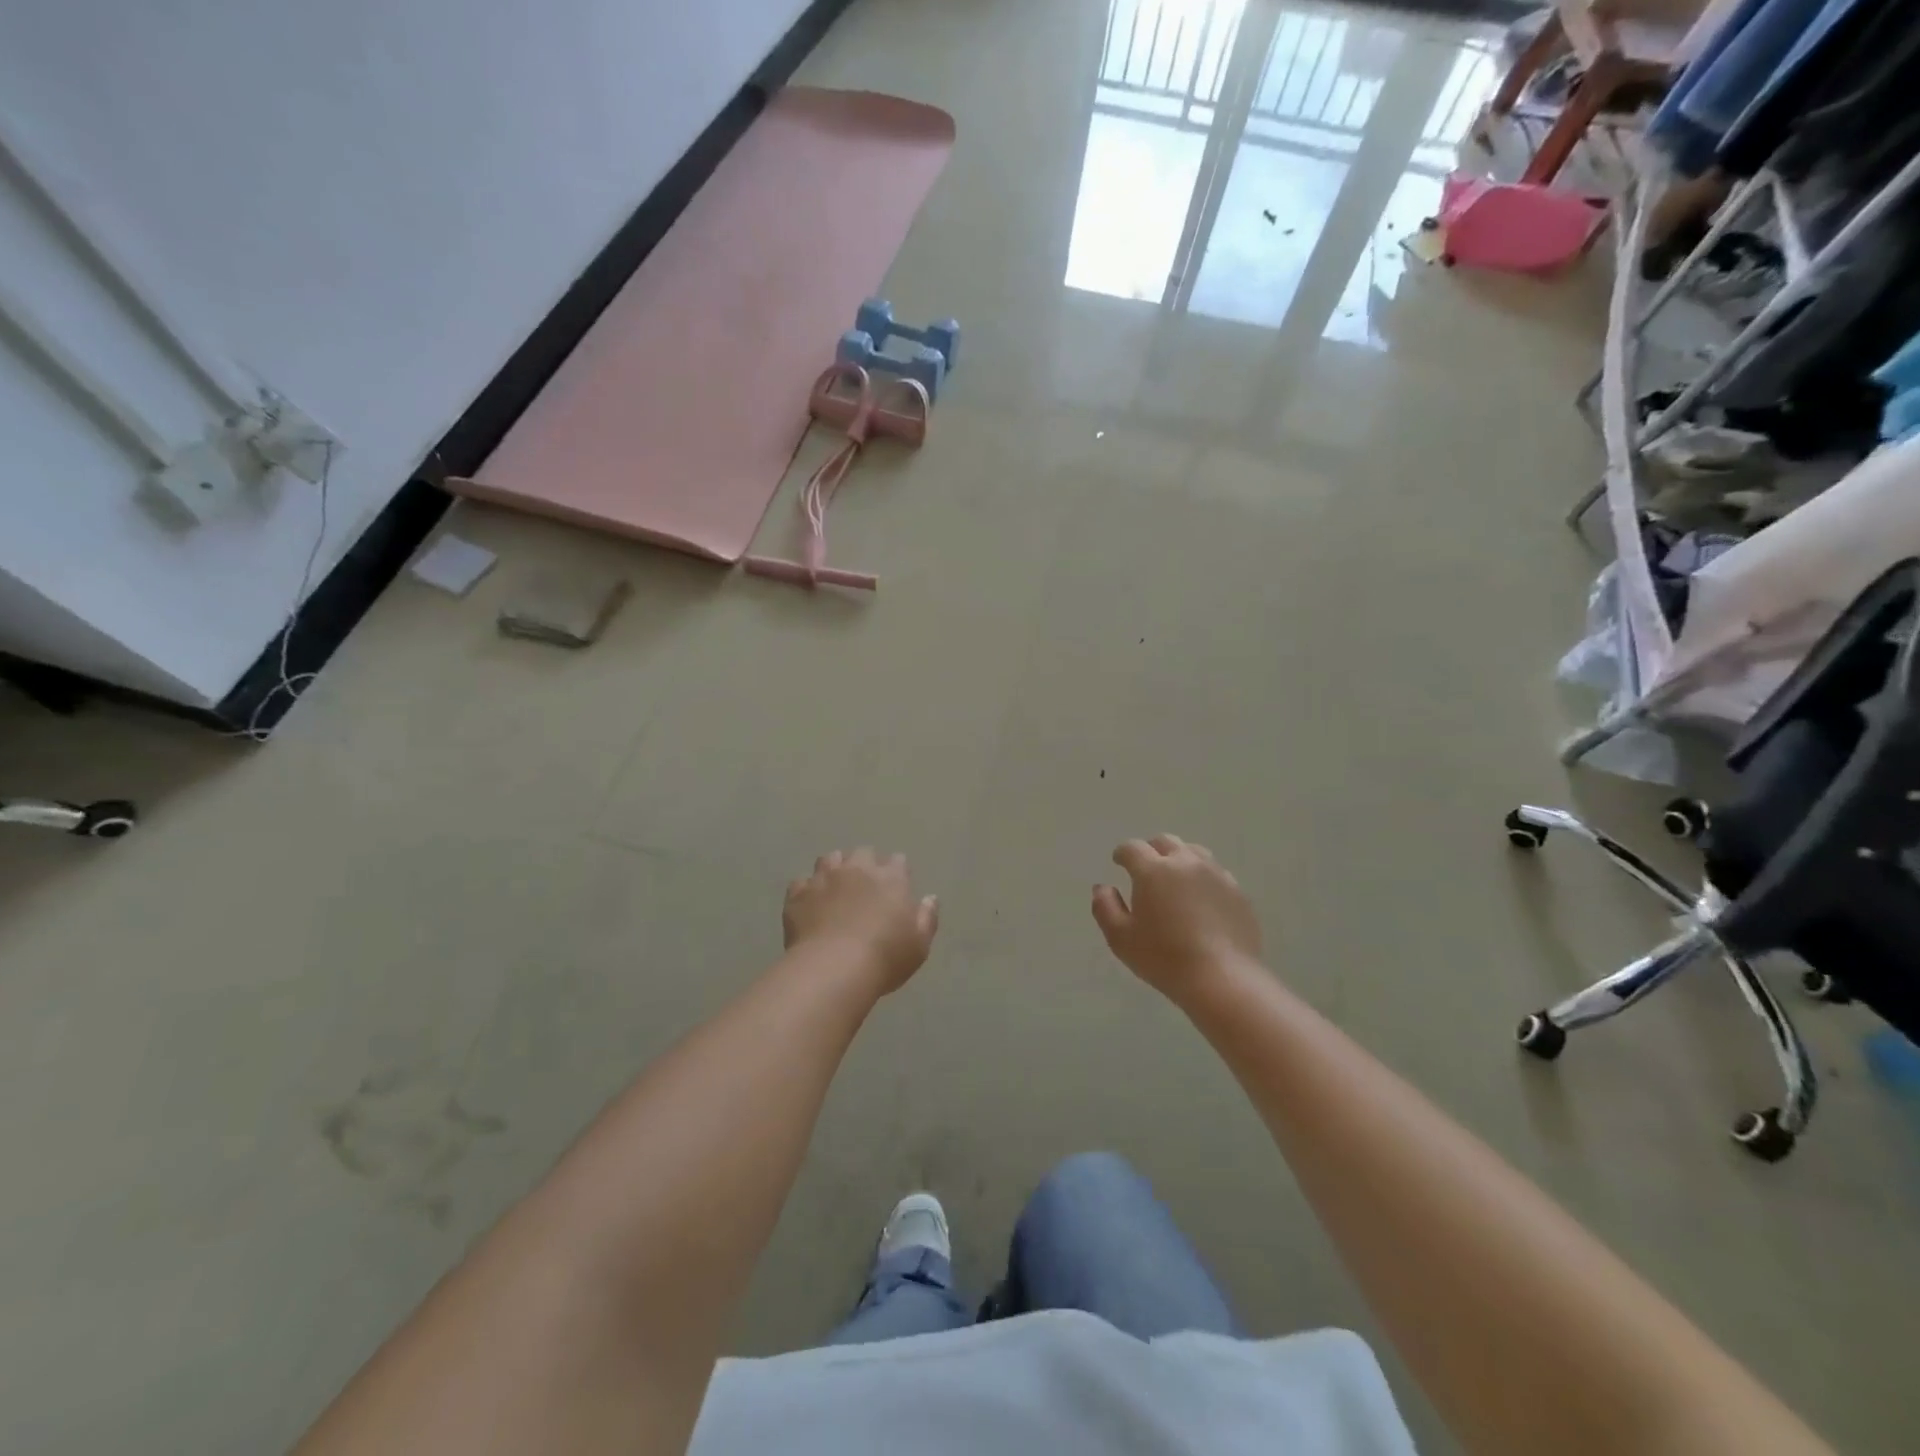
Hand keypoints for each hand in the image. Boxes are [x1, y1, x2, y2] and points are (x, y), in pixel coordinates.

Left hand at [784, 849, 939, 995]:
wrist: (834, 968)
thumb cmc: (885, 957)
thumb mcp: (919, 944)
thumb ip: (927, 917)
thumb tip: (930, 898)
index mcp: (891, 877)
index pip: (897, 861)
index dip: (896, 872)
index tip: (895, 888)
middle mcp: (858, 869)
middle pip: (862, 853)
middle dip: (864, 865)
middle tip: (864, 888)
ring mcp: (825, 878)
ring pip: (829, 859)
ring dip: (834, 869)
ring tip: (834, 889)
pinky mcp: (799, 893)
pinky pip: (801, 883)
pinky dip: (806, 891)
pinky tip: (809, 906)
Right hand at [1093, 835, 1261, 999]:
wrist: (1222, 979)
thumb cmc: (1164, 958)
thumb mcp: (1120, 938)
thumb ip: (1105, 907)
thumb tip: (1102, 888)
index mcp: (1153, 870)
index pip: (1133, 848)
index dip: (1122, 853)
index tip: (1118, 862)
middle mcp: (1185, 863)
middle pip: (1165, 842)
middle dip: (1151, 850)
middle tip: (1145, 868)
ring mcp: (1216, 875)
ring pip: (1194, 852)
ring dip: (1179, 859)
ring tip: (1175, 879)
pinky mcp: (1238, 892)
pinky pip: (1216, 874)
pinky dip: (1203, 878)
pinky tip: (1201, 899)